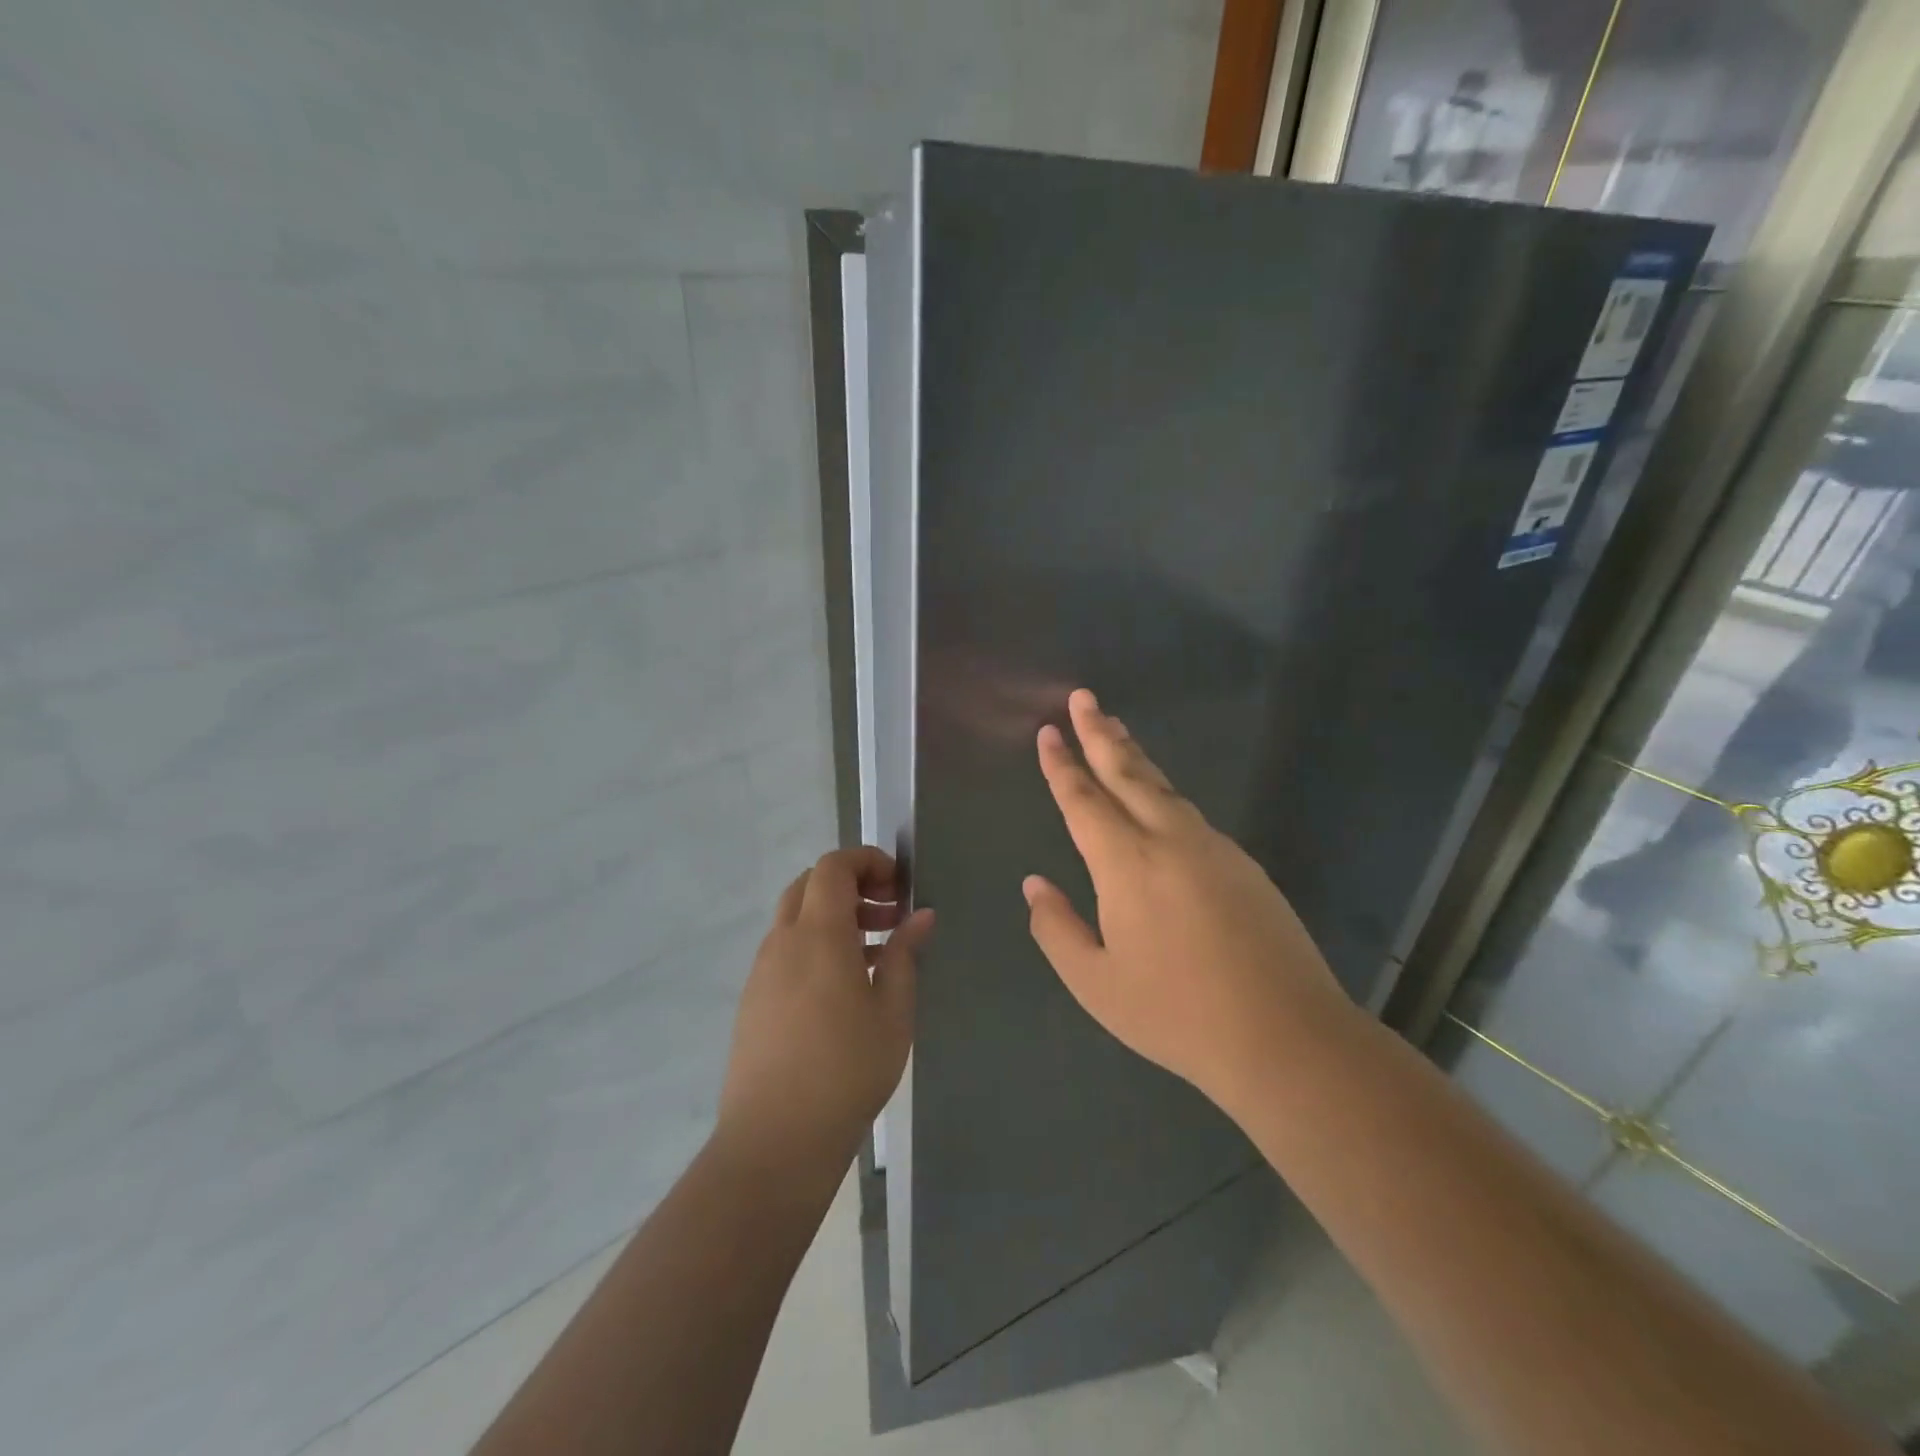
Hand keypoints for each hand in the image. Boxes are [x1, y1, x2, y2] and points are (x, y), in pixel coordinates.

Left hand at [718, 847, 933, 1169]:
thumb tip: (921, 916)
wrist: (775, 1139)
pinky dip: (816, 945)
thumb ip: (905, 955)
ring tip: (876, 953)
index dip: (867, 861)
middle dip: (852, 886)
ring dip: (834, 917)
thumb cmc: (847, 1070)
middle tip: (889, 915)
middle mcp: (783, 941)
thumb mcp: (893, 1012)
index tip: (899, 886)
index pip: (833, 867)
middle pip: (811, 885)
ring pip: (796, 918)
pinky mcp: (753, 999)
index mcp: (818, 934)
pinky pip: (786, 950)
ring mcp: (762, 970)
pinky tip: (844, 987)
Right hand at [1023, 688, 1351, 1117]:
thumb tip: (1035, 885)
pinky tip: (1159, 799)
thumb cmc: (1177, 1014)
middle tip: (1084, 697)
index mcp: (1126, 864)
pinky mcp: (1244, 864)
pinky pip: (1190, 812)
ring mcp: (1213, 847)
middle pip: (1128, 773)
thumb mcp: (1097, 984)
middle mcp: (1169, 840)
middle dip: (1101, 733)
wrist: (1286, 1036)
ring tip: (1116, 732)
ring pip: (1164, 787)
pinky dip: (1164, 791)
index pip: (1084, 800)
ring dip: (1134, 756)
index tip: (1049, 730)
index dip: (1062, 765)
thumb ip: (1057, 929)